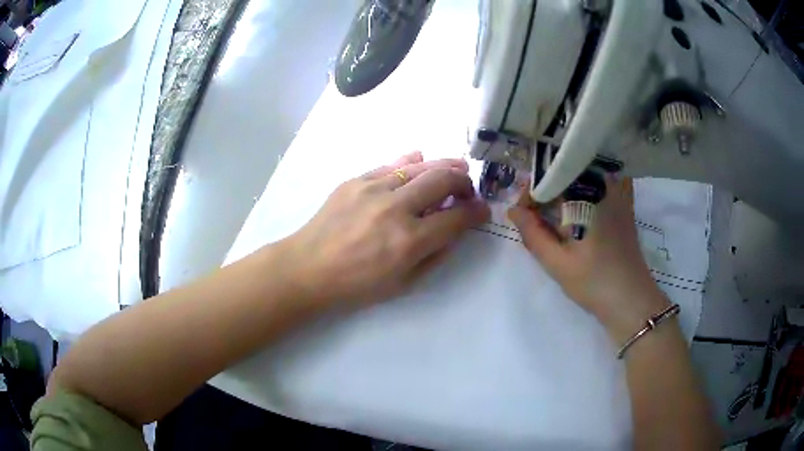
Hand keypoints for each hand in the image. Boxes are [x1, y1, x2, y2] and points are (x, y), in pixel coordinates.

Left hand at [278, 151, 489, 308]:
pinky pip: (391, 164)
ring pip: (420, 166)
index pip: (457, 217)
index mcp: (409, 241)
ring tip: (457, 166)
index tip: (482, 210)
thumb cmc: (356, 285)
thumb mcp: (403, 283)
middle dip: (465, 182)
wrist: (308, 268)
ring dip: (445, 165)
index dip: (477, 212)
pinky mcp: (355, 181)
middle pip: (443, 180)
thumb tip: (454, 228)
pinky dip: (411, 162)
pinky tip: (420, 160)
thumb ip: (435, 254)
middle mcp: (395, 208)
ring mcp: (373, 189)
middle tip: (468, 189)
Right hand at [507, 178, 669, 342]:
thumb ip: (532, 233)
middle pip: (567, 174)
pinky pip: (598, 189)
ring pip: (582, 180)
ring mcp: (617, 195)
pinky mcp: (624, 207)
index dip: (531, 192)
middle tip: (532, 216)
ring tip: (550, 217)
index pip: (551, 178)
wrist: (631, 300)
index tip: (520, 213)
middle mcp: (604, 186)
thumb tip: (513, 210)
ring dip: (563, 193)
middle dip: (546, 191)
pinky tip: (575, 215)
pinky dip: (582, 197)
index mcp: (587, 195)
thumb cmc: (594, 282)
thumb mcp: (557, 262)